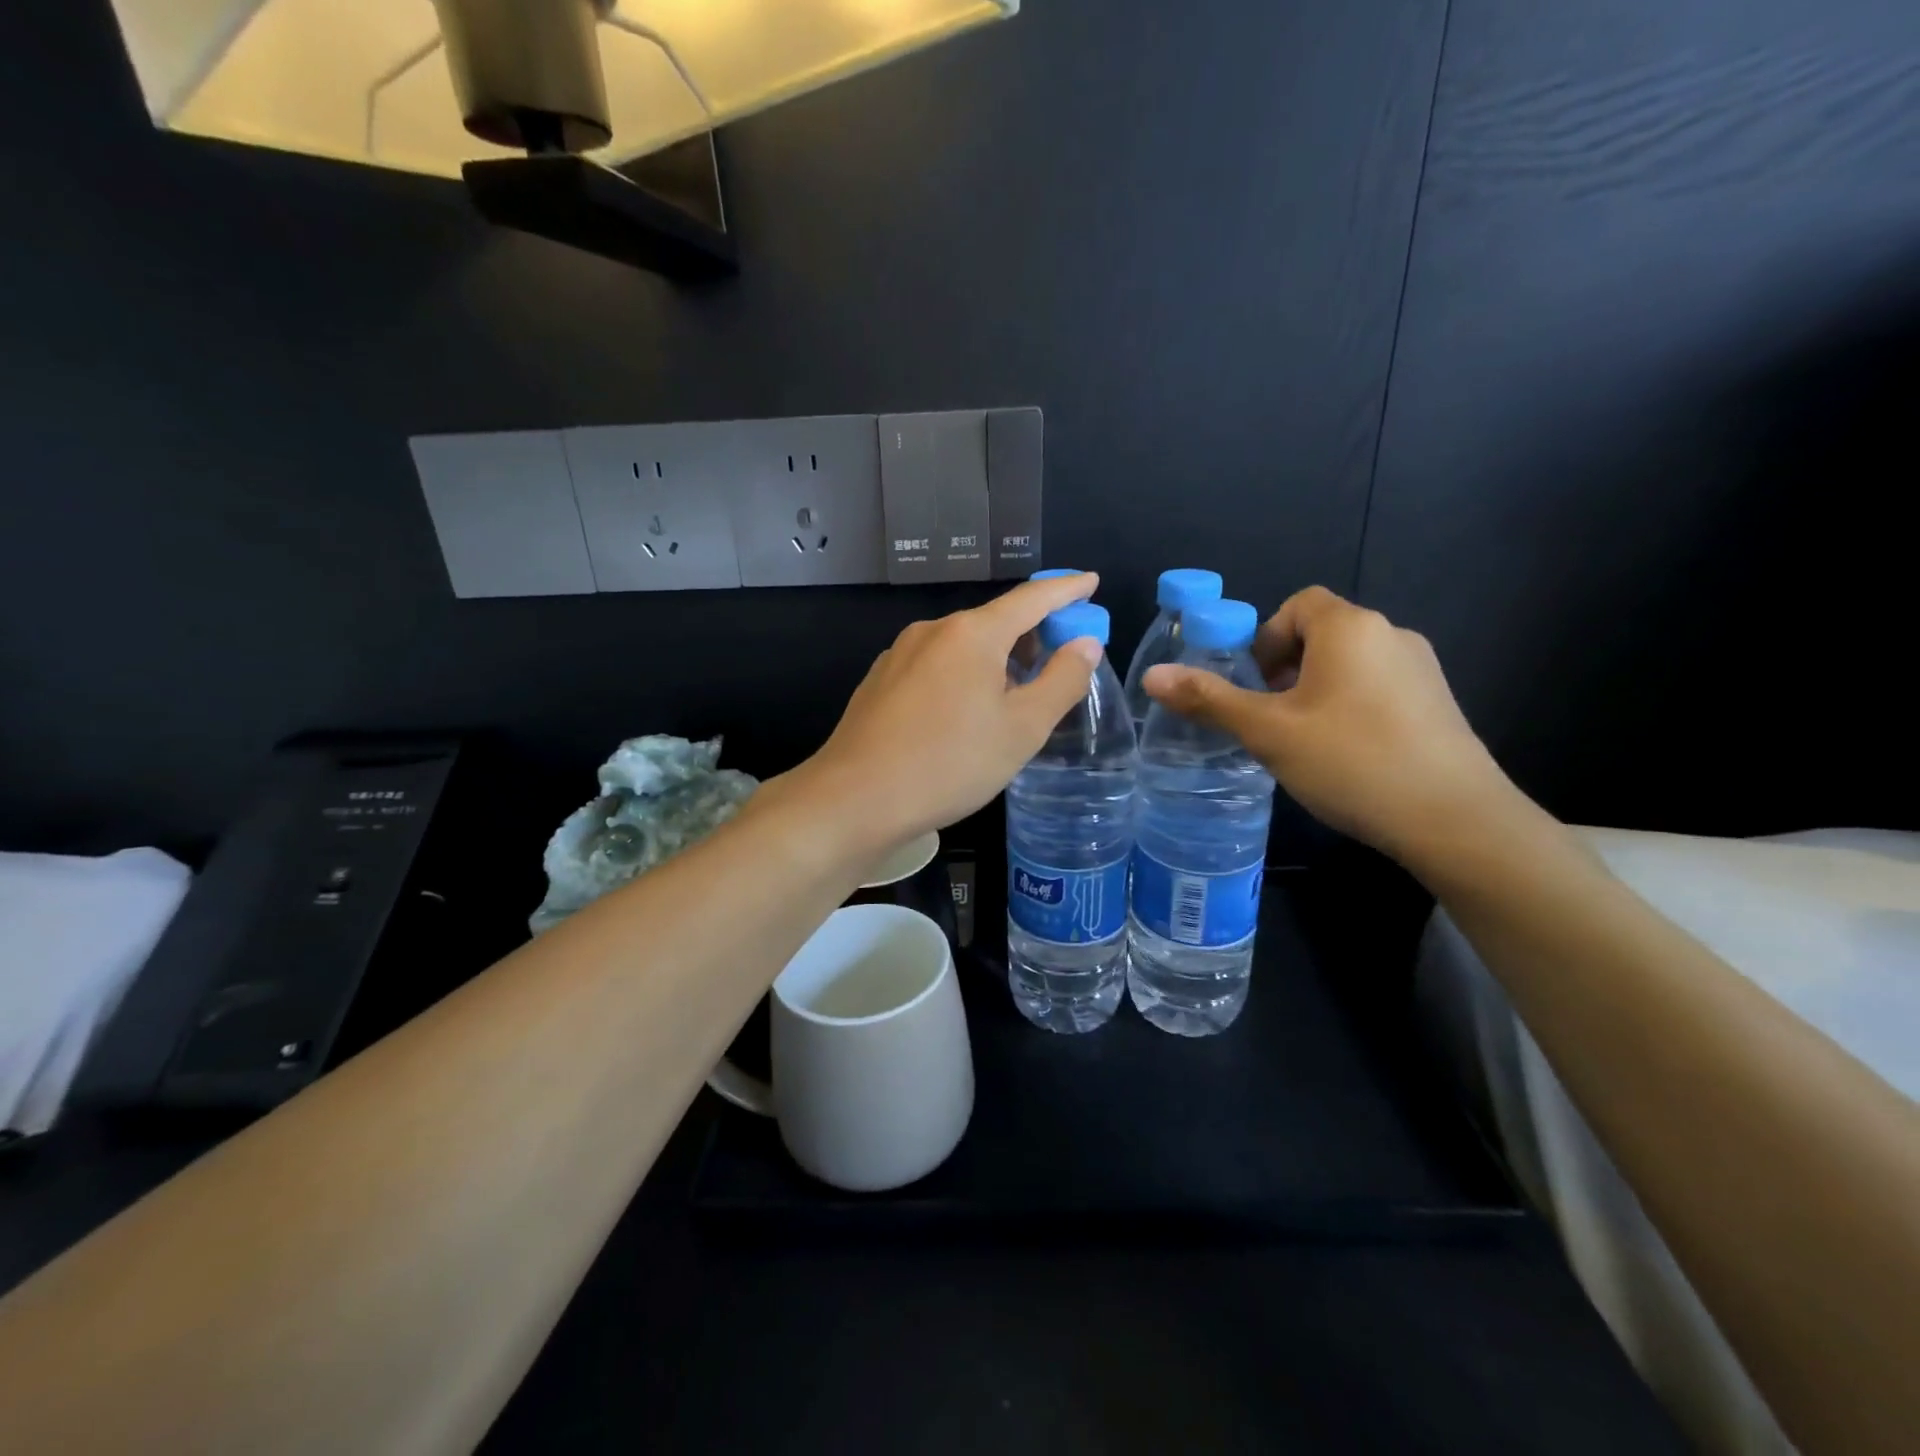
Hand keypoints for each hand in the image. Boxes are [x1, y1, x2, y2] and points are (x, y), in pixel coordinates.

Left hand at [797, 574, 1106, 855]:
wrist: (855, 798)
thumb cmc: (949, 763)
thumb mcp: (1021, 729)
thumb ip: (1060, 681)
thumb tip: (1084, 644)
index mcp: (972, 633)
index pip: (1031, 599)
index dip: (1066, 590)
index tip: (1090, 581)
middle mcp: (932, 631)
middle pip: (994, 622)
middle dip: (1031, 635)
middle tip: (1058, 662)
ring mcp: (899, 654)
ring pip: (962, 646)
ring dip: (996, 661)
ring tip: (1014, 697)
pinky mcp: (880, 680)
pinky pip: (935, 666)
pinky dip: (962, 676)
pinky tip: (963, 713)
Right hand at [1142, 586, 1515, 859]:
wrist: (1455, 819)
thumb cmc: (1350, 761)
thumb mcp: (1267, 732)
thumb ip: (1209, 700)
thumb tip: (1152, 676)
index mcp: (1349, 628)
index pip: (1297, 604)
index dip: (1265, 639)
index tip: (1255, 685)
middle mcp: (1391, 634)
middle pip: (1323, 633)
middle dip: (1286, 668)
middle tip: (1271, 718)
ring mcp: (1422, 669)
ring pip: (1351, 664)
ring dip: (1317, 690)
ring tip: (1304, 742)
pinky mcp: (1439, 704)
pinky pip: (1379, 689)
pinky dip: (1351, 708)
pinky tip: (1347, 756)